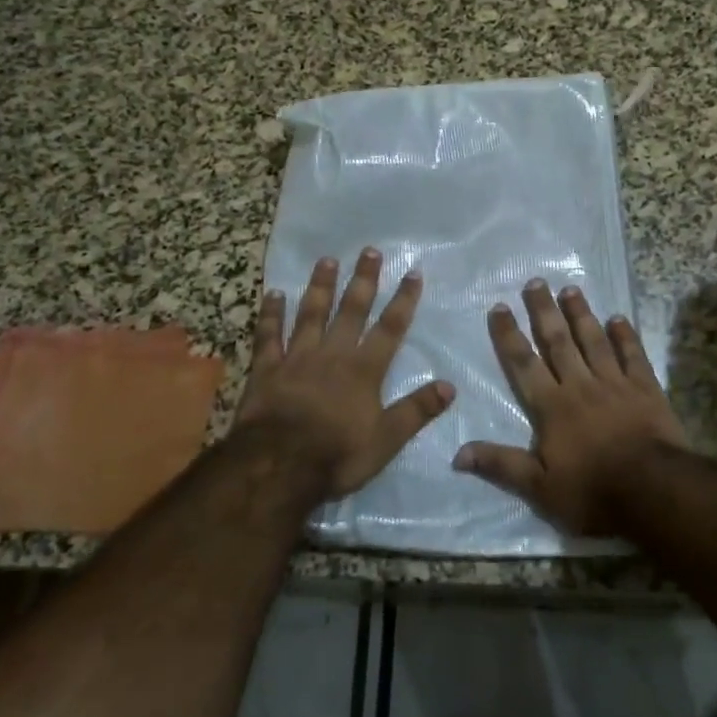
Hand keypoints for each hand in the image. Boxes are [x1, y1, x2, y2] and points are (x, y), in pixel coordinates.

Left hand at [237, 249, 454, 499]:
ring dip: (320, 286)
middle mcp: (333, 354)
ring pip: (311, 314)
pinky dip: (271, 313)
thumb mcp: (386, 440)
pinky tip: (273, 293)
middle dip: (363, 280)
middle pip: (351, 310)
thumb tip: (450, 386)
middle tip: (370, 251)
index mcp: (364, 370)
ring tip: (327, 260)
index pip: (390, 328)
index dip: (404, 300)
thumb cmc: (336, 454)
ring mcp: (297, 357)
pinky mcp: (266, 368)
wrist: (277, 466)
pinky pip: (269, 335)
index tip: (413, 273)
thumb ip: (417, 410)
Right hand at [454, 280, 690, 535]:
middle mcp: (580, 386)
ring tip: (571, 289)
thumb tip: (458, 453)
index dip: (509, 335)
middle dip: (544, 311)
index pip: (524, 364)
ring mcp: (616, 384)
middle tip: (535, 282)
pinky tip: (619, 318)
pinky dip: (626, 336)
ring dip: (581, 314)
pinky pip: (633, 356)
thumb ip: (501, 466)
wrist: (655, 492)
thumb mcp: (540, 489)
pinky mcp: (646, 390)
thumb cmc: (593, 492)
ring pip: (594, 341)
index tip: (499, 307)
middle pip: (558, 342)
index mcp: (552, 407)